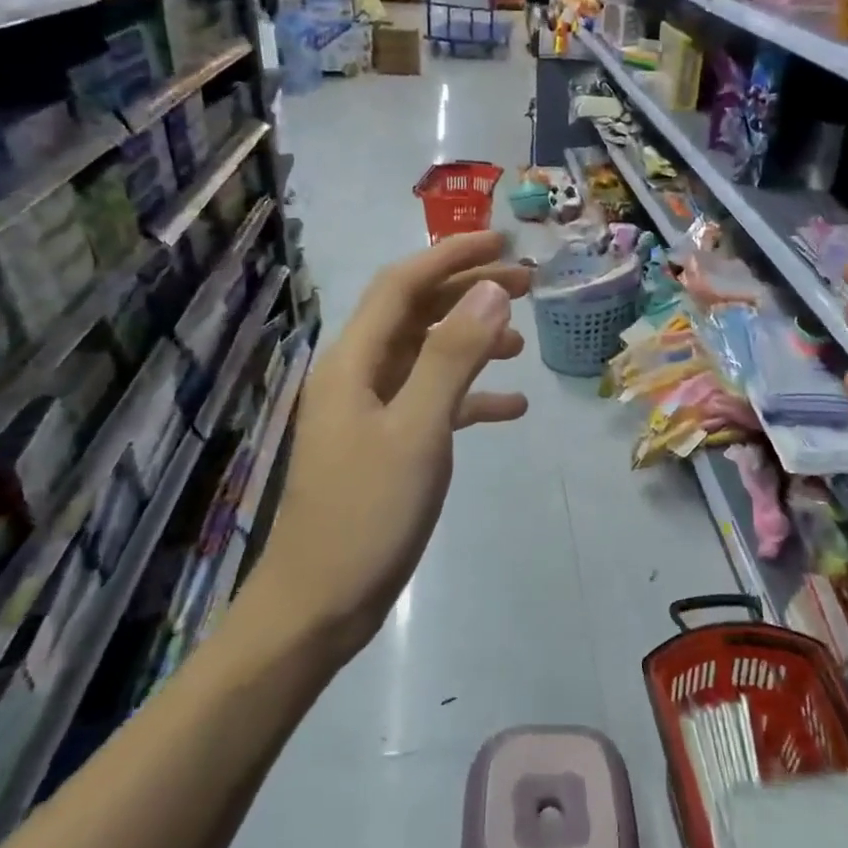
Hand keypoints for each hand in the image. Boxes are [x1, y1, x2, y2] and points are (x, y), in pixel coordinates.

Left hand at [241, 232, 530, 659]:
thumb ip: (453, 357)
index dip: (451, 255)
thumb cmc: (367, 515)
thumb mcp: (418, 431)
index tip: (504, 243)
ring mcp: (369, 413)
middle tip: (527, 284)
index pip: (402, 285)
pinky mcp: (384, 446)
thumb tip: (490, 289)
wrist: (319, 604)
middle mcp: (357, 376)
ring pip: (425, 357)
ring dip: (471, 342)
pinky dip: (469, 397)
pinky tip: (512, 407)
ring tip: (522, 341)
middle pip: (415, 314)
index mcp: (353, 363)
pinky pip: (431, 403)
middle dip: (468, 292)